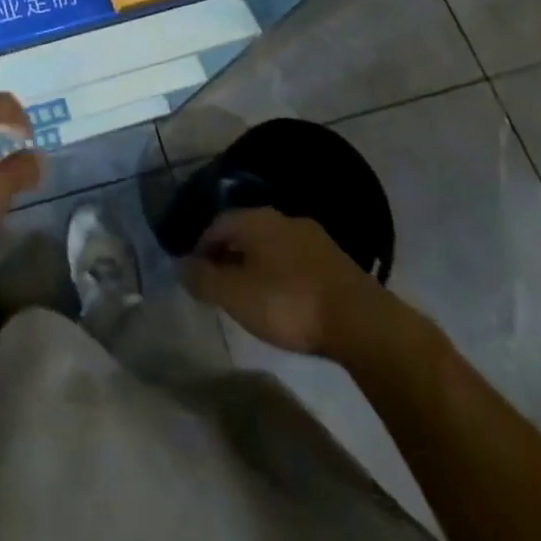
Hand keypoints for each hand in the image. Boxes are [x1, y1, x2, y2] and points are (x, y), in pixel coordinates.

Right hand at [183, 207, 406, 366]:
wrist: (361, 322)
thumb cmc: (289, 303)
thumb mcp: (237, 296)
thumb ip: (204, 280)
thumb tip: (179, 265)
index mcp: (255, 219)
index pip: (217, 224)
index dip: (201, 247)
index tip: (195, 273)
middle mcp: (282, 218)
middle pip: (245, 231)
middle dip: (230, 253)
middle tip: (221, 283)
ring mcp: (313, 237)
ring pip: (273, 245)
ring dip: (257, 263)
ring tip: (251, 293)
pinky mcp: (336, 261)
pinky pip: (295, 260)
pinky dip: (282, 273)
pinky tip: (285, 298)